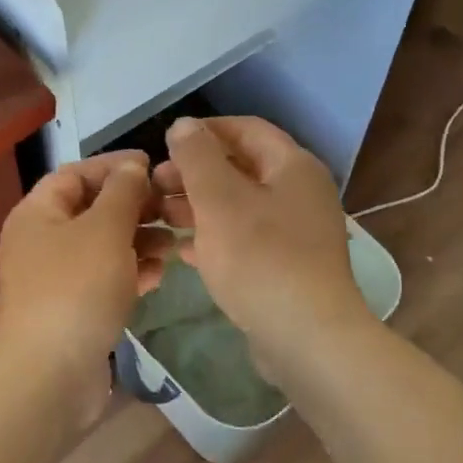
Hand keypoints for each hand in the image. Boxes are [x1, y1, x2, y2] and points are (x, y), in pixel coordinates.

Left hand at [0, 151, 172, 429]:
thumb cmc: (76, 288)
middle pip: (92, 210)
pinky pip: (106, 279)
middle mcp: (42, 241)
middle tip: (174, 207)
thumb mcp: (105, 229)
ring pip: (104, 246)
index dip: (114, 165)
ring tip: (176, 243)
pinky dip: (132, 272)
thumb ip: (123, 192)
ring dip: (140, 241)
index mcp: (38, 213)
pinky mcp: (73, 310)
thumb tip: (132, 166)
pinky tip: (160, 275)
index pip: (76, 173)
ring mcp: (56, 278)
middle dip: (134, 206)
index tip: (155, 165)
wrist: (49, 376)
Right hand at [154, 118, 371, 375]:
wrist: (307, 338)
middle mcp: (299, 193)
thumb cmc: (261, 258)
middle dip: (195, 173)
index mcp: (293, 167)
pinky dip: (214, 238)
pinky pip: (245, 240)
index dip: (204, 132)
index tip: (166, 144)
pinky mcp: (287, 267)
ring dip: (199, 206)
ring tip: (161, 217)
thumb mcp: (220, 200)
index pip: (246, 129)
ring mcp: (296, 232)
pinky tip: (183, 251)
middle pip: (241, 168)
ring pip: (239, 206)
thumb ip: (198, 158)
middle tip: (156, 186)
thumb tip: (184, 124)